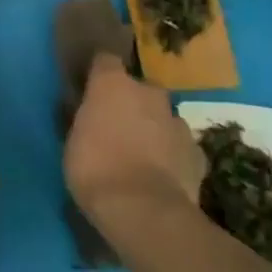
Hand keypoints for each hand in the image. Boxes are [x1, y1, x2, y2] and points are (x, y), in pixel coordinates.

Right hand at [64, 55, 204, 230]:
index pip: (105, 60)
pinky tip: (164, 176)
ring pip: (164, 117)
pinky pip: (181, 147)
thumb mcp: (73, 141)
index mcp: (112, 84)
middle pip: (140, 88)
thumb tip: (90, 118)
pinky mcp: (198, 154)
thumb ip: (86, 121)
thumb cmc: (95, 169)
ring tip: (143, 155)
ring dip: (155, 128)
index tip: (92, 90)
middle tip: (119, 126)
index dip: (99, 74)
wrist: (144, 211)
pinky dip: (173, 155)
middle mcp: (148, 93)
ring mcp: (177, 122)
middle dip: (133, 102)